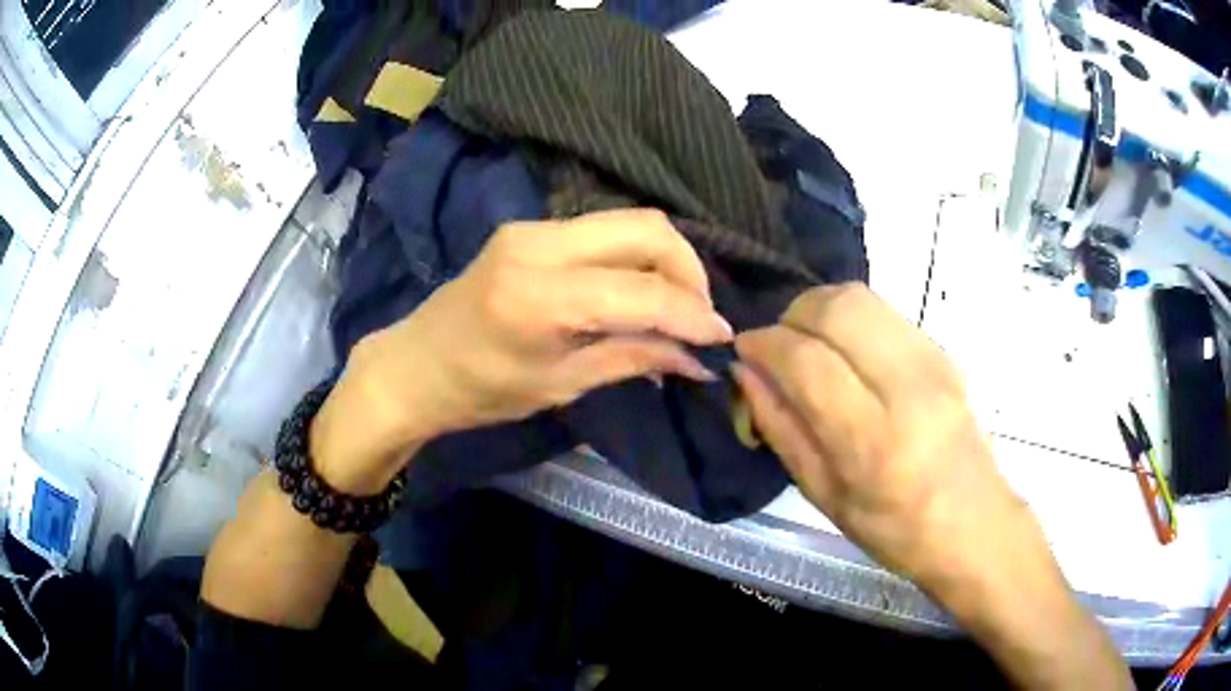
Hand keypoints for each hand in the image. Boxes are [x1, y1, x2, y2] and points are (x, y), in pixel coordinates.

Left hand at [315, 209, 732, 492]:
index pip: (641, 289)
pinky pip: (604, 231)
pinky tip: (642, 291)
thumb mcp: (561, 385)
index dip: (692, 312)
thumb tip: (698, 360)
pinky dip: (636, 257)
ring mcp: (533, 227)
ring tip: (677, 307)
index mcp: (539, 295)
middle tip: (700, 318)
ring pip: (629, 222)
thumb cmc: (479, 391)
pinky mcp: (531, 228)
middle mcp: (539, 242)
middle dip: (688, 270)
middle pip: (646, 228)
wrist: (414, 364)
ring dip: (666, 260)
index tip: (722, 338)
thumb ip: (634, 359)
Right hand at [730, 284, 1020, 587]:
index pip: (806, 361)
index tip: (743, 353)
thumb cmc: (894, 529)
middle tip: (777, 346)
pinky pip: (883, 312)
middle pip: (837, 308)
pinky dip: (849, 318)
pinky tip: (844, 352)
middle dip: (791, 315)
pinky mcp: (943, 350)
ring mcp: (933, 360)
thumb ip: (781, 428)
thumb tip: (746, 374)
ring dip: (819, 309)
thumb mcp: (824, 495)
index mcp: (874, 440)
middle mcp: (908, 386)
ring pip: (861, 297)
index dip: (764, 346)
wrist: (974, 523)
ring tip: (806, 345)